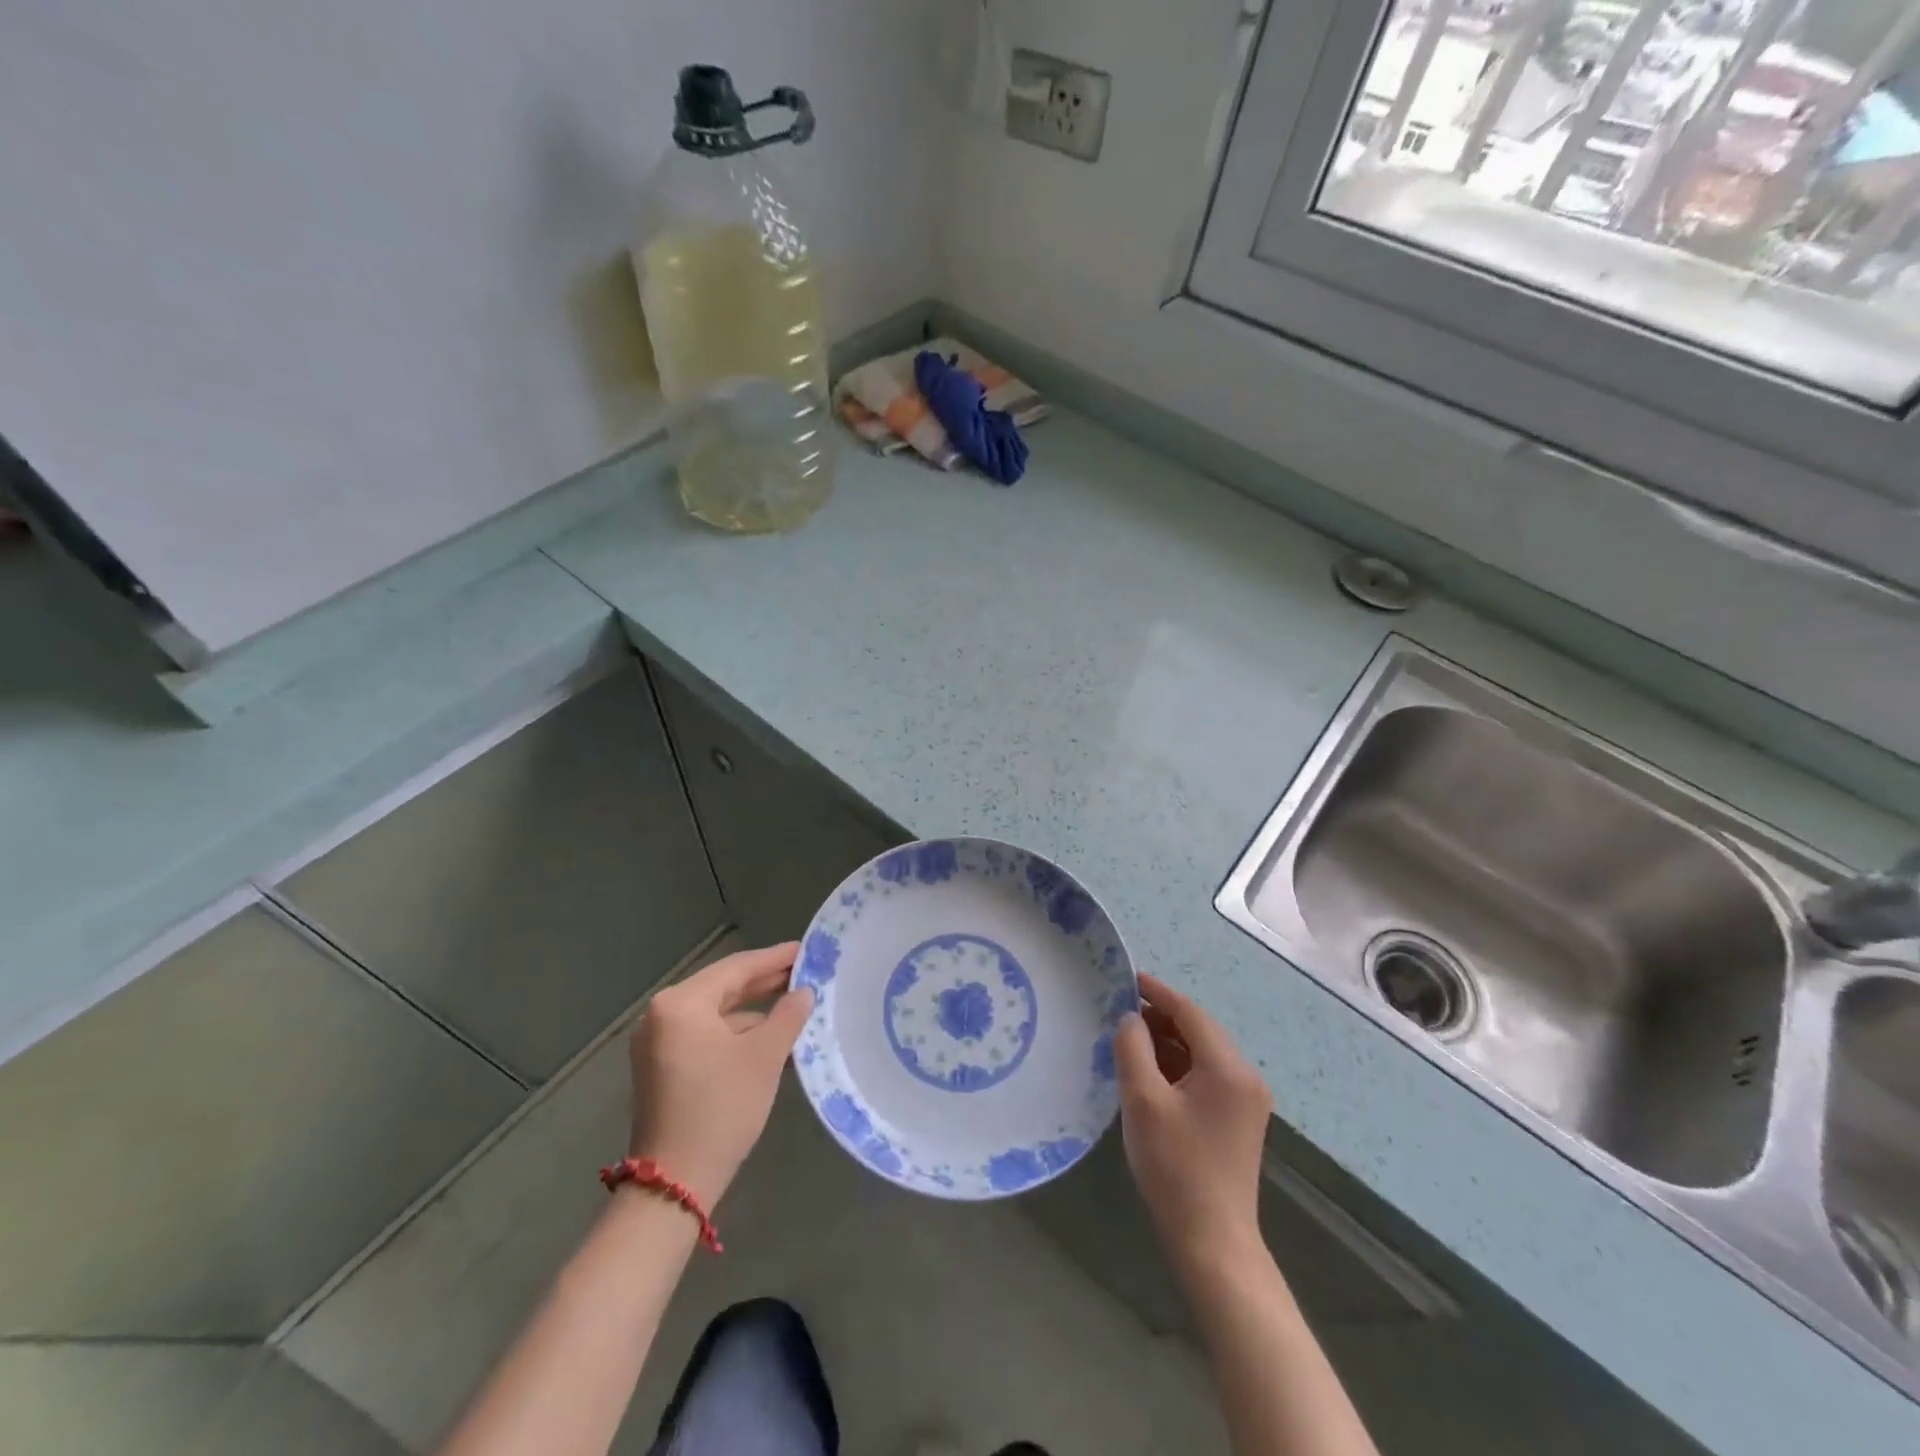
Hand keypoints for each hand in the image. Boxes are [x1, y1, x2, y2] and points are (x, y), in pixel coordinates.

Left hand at [626, 943, 813, 1208]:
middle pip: (723, 987)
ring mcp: (658, 1043)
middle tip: (805, 973)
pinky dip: (736, 1033)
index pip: (736, 968)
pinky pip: (705, 1035)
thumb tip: (804, 993)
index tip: (806, 949)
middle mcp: (662, 1015)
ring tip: (794, 1005)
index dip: (775, 958)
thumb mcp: (764, 1057)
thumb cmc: (721, 1108)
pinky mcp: (662, 1067)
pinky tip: (768, 1038)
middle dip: (765, 982)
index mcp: (681, 1003)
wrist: (674, 1184)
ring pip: (716, 1013)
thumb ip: (788, 1015)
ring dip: (754, 1010)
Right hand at [1114, 973, 1271, 1268]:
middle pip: (1198, 1030)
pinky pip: (1205, 1075)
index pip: (1189, 1013)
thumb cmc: (1175, 1167)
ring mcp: (1245, 1100)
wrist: (1212, 1242)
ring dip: (1167, 1043)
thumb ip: (1133, 1049)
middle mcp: (1245, 1076)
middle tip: (1119, 1011)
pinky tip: (1148, 1071)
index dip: (1157, 992)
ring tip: (1127, 1039)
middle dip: (1159, 1017)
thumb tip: (1130, 1019)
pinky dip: (1177, 1066)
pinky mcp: (1237, 1119)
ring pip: (1201, 1053)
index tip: (1126, 978)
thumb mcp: (1143, 1101)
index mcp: (1228, 1068)